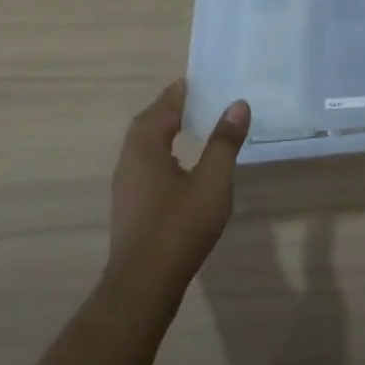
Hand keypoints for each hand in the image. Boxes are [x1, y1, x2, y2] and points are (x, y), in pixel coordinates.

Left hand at [105, 80, 249, 300]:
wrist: (144, 285)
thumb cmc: (179, 226)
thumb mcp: (212, 181)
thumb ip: (224, 142)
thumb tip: (238, 104)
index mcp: (146, 147)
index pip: (163, 106)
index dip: (182, 91)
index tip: (201, 79)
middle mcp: (129, 160)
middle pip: (149, 123)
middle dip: (172, 108)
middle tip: (199, 99)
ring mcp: (126, 185)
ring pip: (144, 145)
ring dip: (165, 130)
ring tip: (193, 126)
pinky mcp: (130, 205)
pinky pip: (146, 164)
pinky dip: (163, 152)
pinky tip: (181, 165)